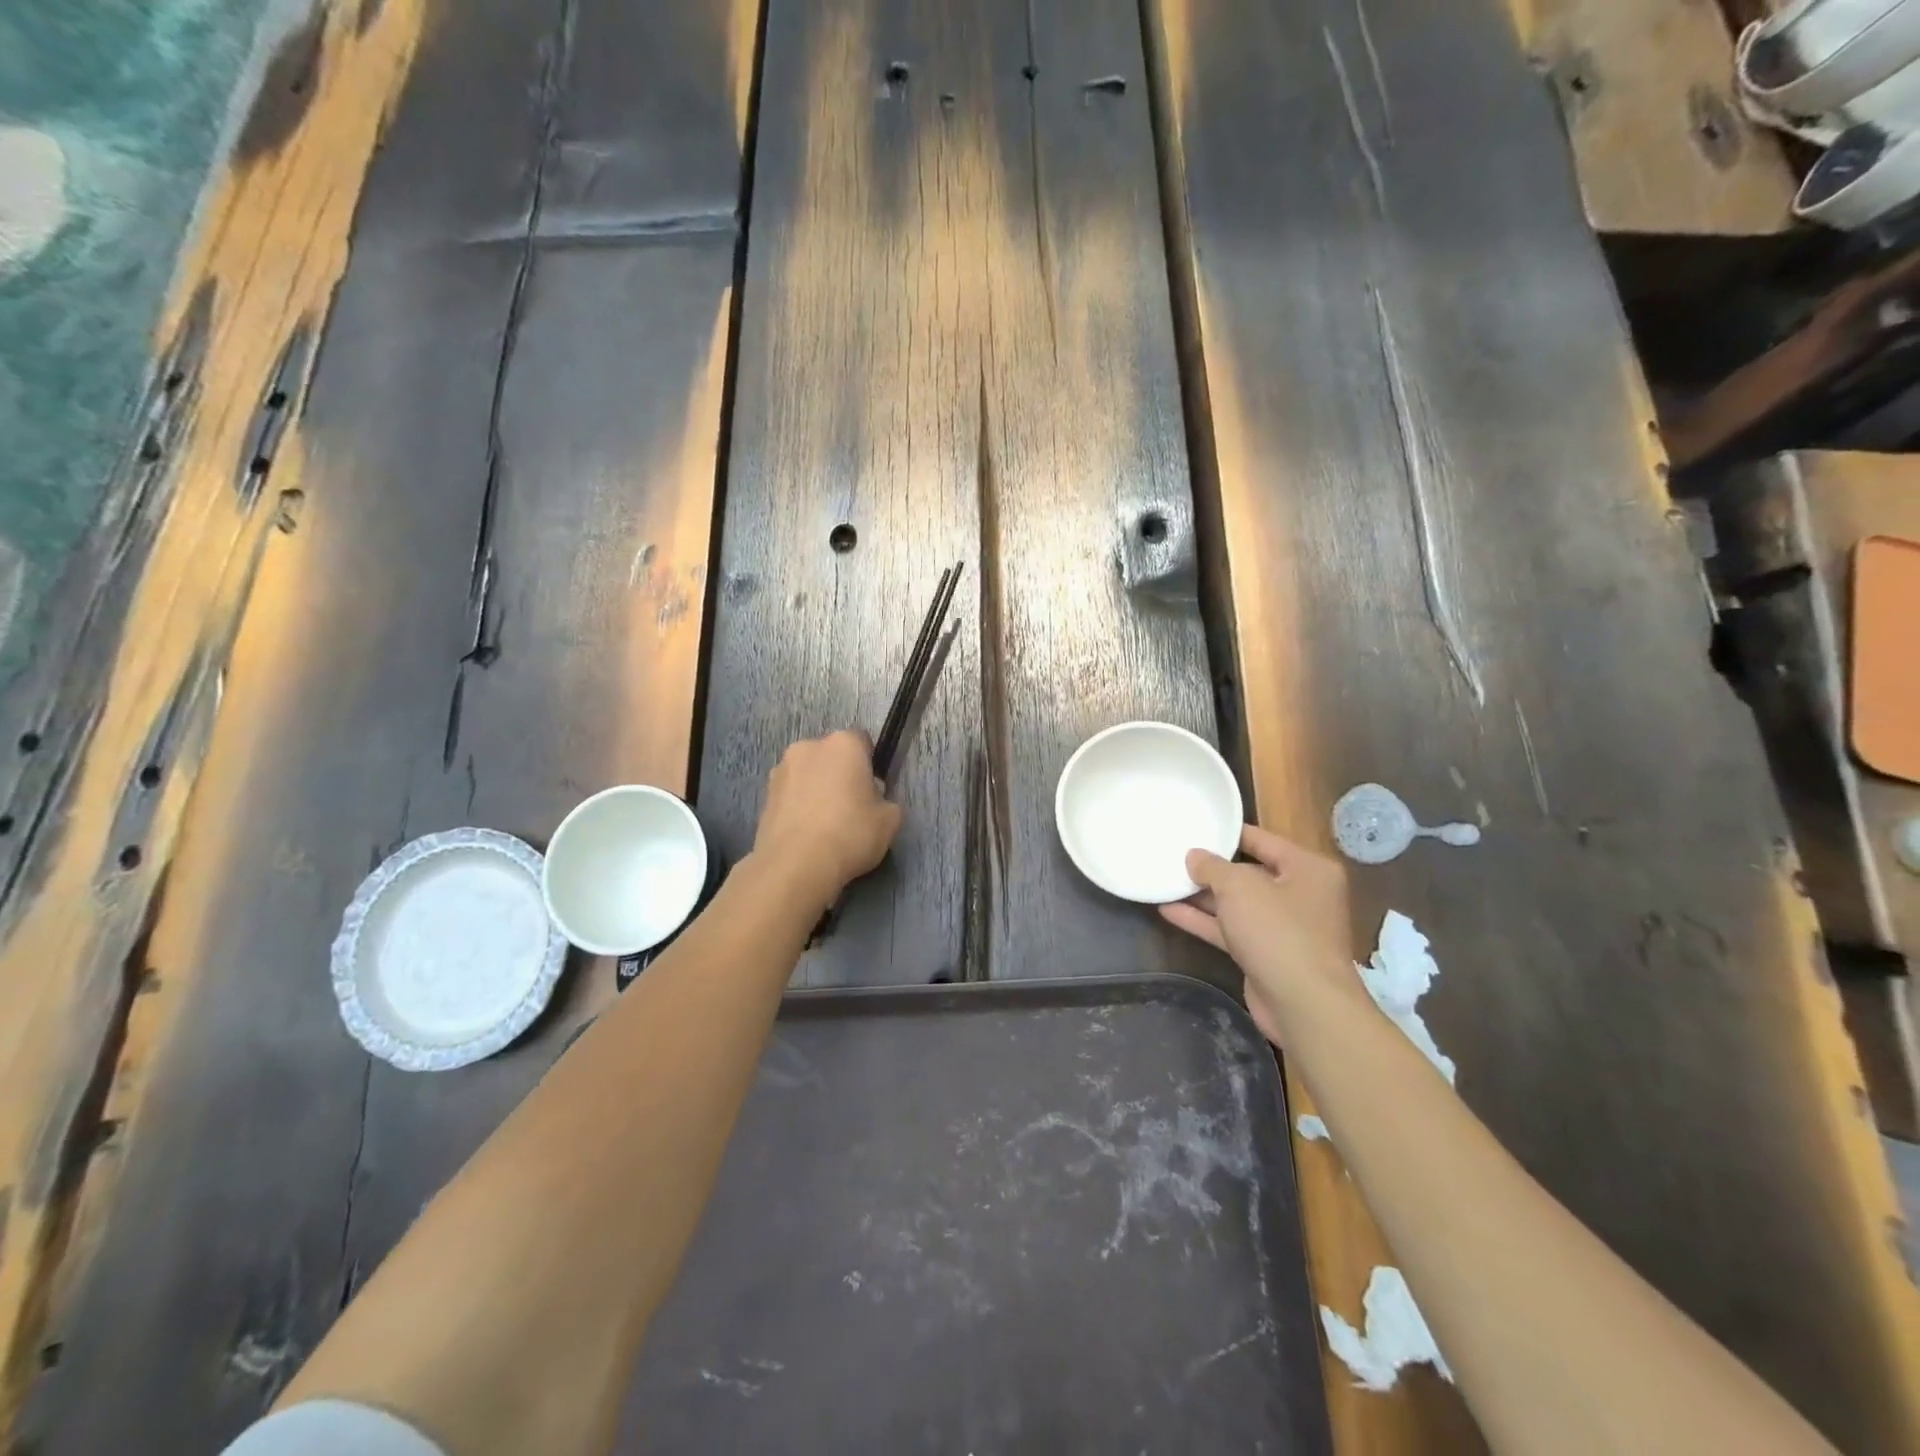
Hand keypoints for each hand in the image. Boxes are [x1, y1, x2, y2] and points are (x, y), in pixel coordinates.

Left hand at [752, 731, 902, 902]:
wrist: (795, 865)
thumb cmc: (850, 834)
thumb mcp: (890, 821)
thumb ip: (886, 801)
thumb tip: (872, 799)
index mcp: (843, 743)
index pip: (862, 741)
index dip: (870, 765)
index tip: (872, 791)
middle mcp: (809, 746)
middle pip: (832, 756)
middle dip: (840, 775)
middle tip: (851, 808)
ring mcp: (781, 770)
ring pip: (808, 774)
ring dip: (816, 789)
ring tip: (824, 826)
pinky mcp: (764, 795)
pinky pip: (791, 795)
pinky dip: (799, 807)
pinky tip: (806, 834)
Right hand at [1159, 825, 1358, 1042]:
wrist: (1304, 1005)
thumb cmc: (1278, 931)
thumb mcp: (1240, 887)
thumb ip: (1213, 867)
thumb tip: (1194, 856)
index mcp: (1308, 868)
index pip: (1263, 840)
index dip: (1228, 833)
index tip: (1196, 826)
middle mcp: (1301, 894)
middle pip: (1250, 872)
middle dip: (1212, 868)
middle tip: (1175, 855)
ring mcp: (1284, 927)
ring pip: (1238, 904)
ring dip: (1203, 896)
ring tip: (1165, 880)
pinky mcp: (1266, 954)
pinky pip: (1231, 929)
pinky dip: (1204, 921)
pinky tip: (1168, 911)